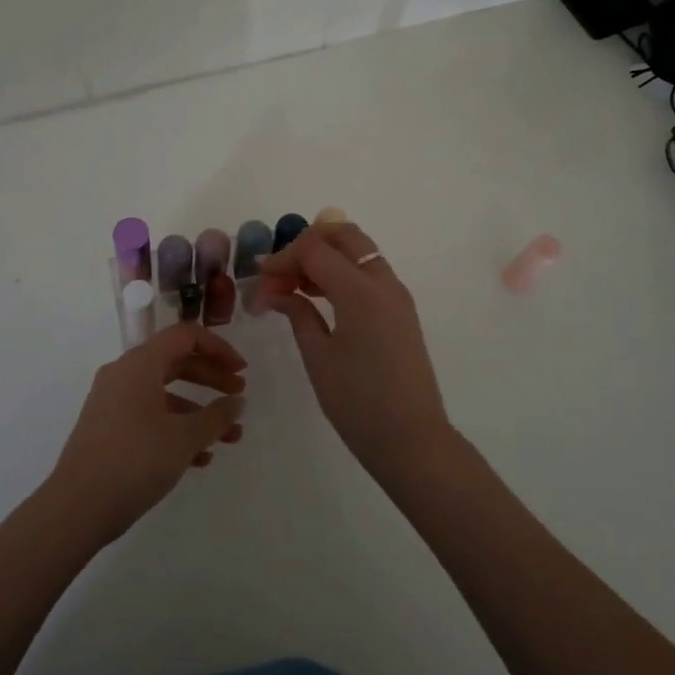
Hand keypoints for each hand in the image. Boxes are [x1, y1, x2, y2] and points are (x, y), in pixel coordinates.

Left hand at [47, 323, 247, 543]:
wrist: (76, 508)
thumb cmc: (135, 460)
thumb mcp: (184, 438)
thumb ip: (217, 417)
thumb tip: (237, 402)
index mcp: (140, 363)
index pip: (186, 336)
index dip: (218, 348)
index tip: (242, 371)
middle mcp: (123, 374)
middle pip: (176, 362)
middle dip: (211, 379)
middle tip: (239, 397)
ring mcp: (112, 401)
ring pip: (164, 393)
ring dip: (198, 411)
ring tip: (229, 438)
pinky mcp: (107, 428)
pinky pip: (149, 415)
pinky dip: (175, 428)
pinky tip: (200, 458)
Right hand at [257, 221, 452, 470]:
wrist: (412, 439)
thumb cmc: (358, 402)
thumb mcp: (318, 357)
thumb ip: (298, 313)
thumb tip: (276, 291)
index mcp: (360, 290)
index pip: (315, 249)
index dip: (283, 258)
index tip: (261, 280)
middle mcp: (383, 281)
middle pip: (343, 235)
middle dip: (308, 244)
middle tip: (281, 273)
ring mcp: (397, 295)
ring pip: (359, 251)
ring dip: (326, 257)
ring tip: (294, 288)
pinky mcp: (401, 310)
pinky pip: (370, 273)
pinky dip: (344, 272)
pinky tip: (320, 298)